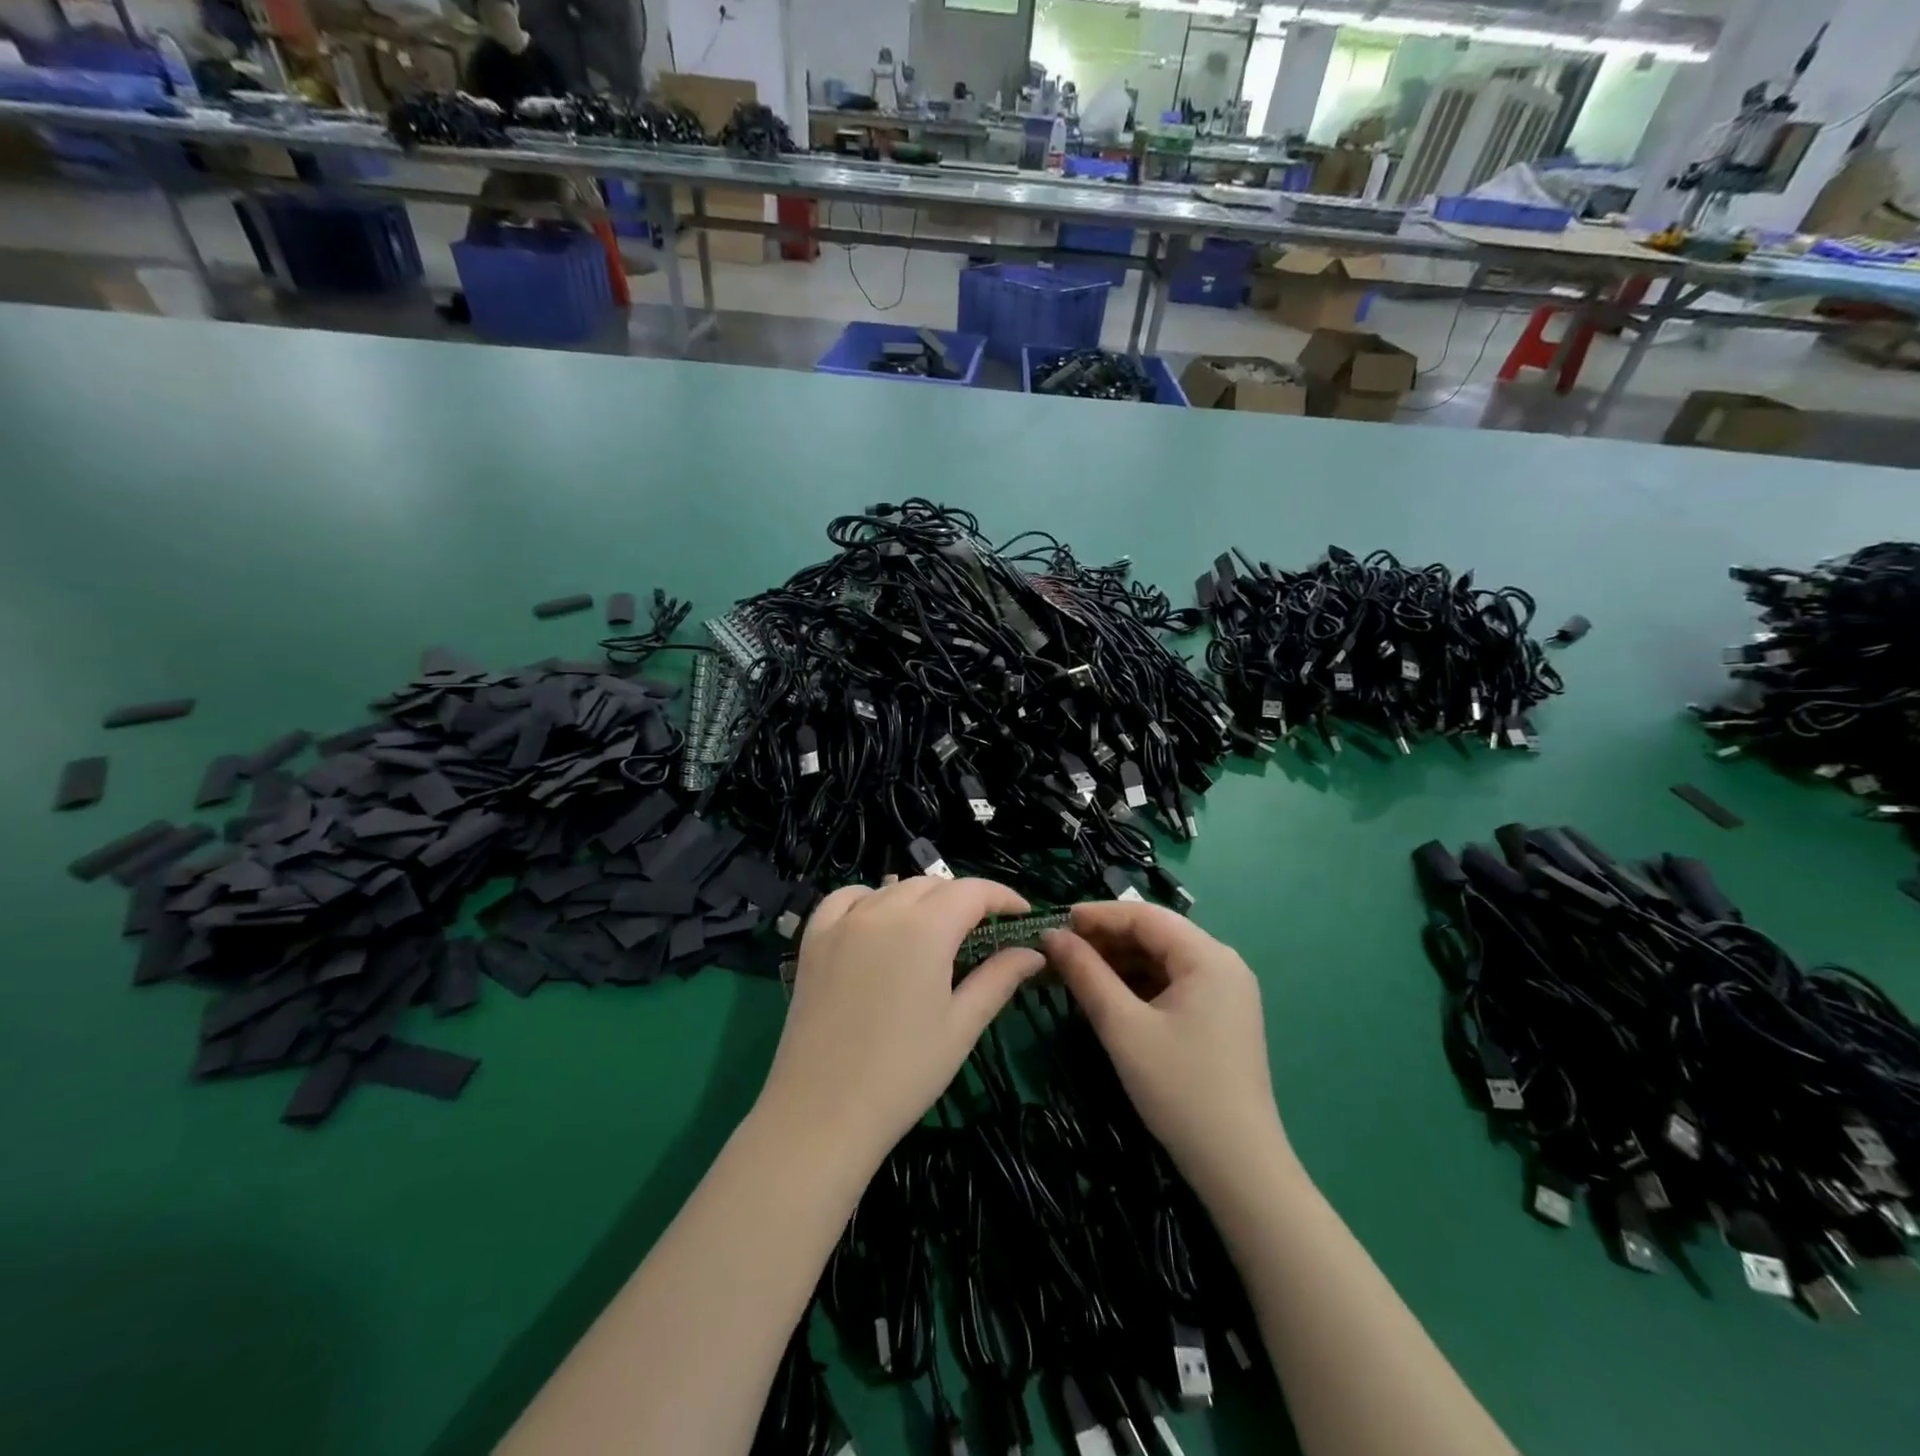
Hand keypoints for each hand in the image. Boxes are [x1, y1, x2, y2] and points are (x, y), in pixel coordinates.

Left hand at [757, 877, 1042, 1165]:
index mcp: (925, 929)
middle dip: (964, 899)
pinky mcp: (813, 940)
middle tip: (983, 931)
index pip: (972, 891)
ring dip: (921, 899)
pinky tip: (877, 920)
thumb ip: (998, 979)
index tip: (1022, 914)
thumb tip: (1033, 953)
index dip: (1002, 897)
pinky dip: (869, 898)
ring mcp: (843, 923)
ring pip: (892, 888)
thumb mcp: (961, 1026)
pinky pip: (845, 899)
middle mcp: (883, 911)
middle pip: (933, 885)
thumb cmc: (904, 1072)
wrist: (822, 1112)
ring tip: (936, 929)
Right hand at [1043, 902, 1285, 1192]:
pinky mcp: (1221, 1015)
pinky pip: (1173, 982)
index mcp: (1208, 956)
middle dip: (1106, 939)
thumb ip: (1086, 974)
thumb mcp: (1123, 1027)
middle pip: (1155, 934)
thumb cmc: (1179, 1089)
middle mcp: (1223, 963)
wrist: (1239, 1167)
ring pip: (1162, 958)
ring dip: (1119, 961)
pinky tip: (1109, 996)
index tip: (1055, 923)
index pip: (1144, 915)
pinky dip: (1139, 983)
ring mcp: (1226, 990)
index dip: (1097, 915)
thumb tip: (1052, 935)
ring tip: (1076, 972)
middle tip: (1060, 951)